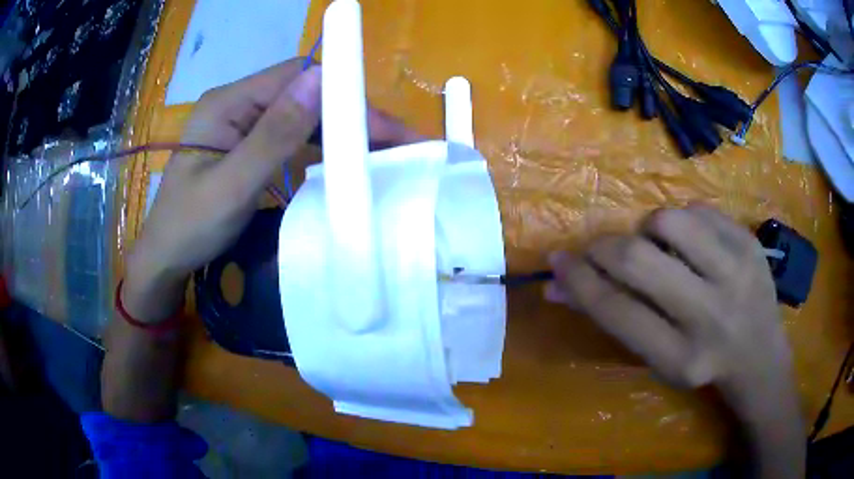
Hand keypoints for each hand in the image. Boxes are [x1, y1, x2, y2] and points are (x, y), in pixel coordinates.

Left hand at [123, 58, 420, 321]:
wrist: (165, 259)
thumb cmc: (189, 228)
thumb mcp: (231, 186)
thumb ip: (273, 135)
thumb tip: (321, 79)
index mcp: (227, 103)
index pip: (295, 77)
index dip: (341, 93)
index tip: (382, 127)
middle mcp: (237, 104)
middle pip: (303, 93)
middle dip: (350, 113)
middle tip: (397, 144)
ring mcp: (242, 125)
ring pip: (302, 113)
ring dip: (341, 128)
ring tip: (384, 151)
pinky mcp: (248, 145)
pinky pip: (292, 135)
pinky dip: (322, 144)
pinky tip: (345, 158)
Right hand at [546, 205, 803, 476]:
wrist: (760, 356)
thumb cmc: (701, 364)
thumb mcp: (657, 357)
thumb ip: (613, 318)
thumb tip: (557, 285)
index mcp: (681, 357)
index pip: (617, 310)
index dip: (579, 281)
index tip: (558, 261)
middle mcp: (711, 315)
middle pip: (638, 260)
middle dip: (604, 248)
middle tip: (597, 250)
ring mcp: (737, 273)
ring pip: (669, 221)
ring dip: (649, 230)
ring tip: (657, 248)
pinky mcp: (750, 243)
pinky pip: (699, 210)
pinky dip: (683, 221)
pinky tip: (692, 243)